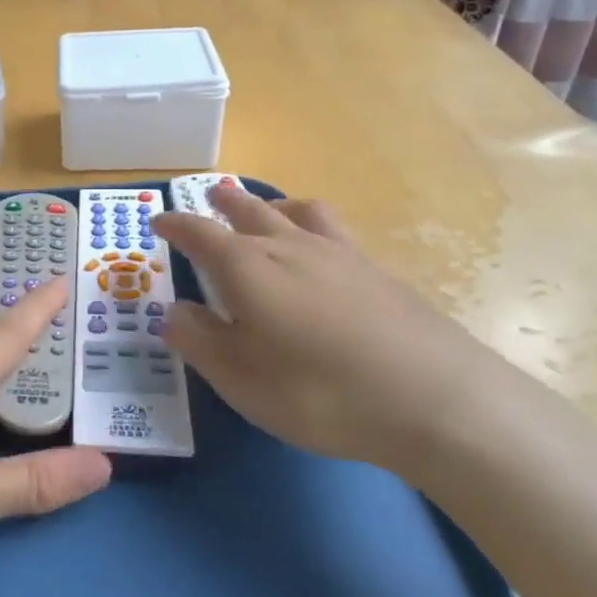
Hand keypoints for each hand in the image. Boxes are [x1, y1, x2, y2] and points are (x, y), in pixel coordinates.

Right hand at [151, 187, 511, 473]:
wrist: (438, 400)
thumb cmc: (320, 393)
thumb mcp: (241, 380)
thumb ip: (200, 342)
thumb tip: (173, 312)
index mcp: (247, 268)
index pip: (199, 234)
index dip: (176, 225)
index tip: (159, 221)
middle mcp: (289, 247)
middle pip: (250, 211)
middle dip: (224, 202)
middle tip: (211, 195)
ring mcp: (339, 255)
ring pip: (298, 212)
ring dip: (272, 204)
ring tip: (266, 209)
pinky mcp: (378, 272)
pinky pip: (334, 231)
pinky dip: (312, 227)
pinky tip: (320, 253)